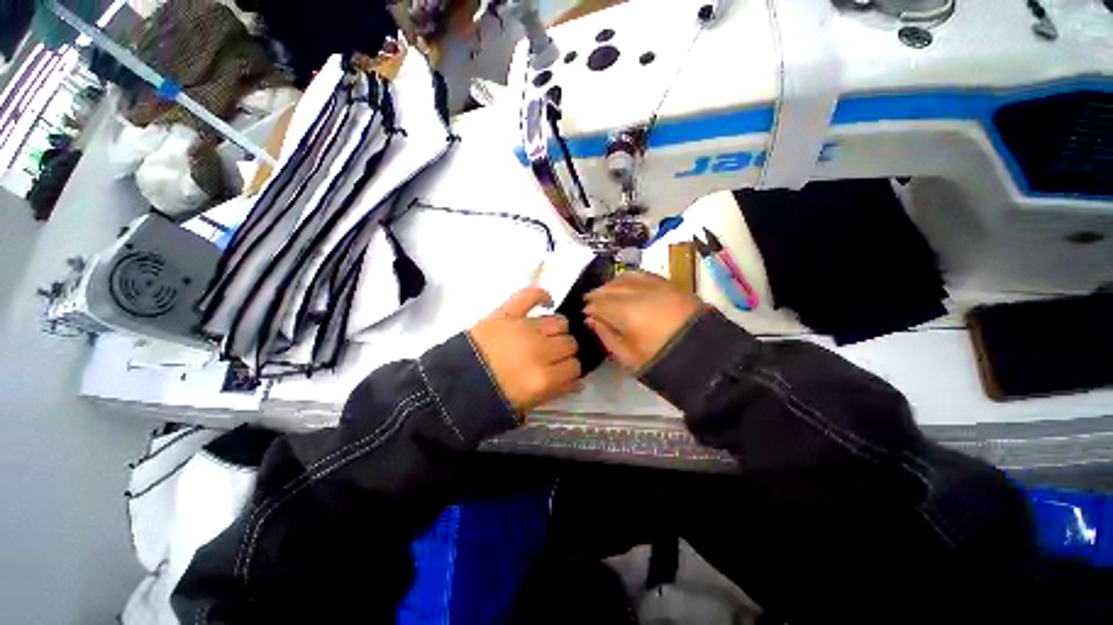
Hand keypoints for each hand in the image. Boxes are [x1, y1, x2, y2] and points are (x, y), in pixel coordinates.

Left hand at [469, 287, 582, 414]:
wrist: (452, 384)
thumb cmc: (491, 398)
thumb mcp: (528, 403)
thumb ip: (558, 391)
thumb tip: (580, 382)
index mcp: (543, 378)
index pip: (574, 367)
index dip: (571, 370)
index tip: (563, 371)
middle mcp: (539, 350)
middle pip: (569, 344)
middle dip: (564, 352)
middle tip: (551, 356)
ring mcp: (523, 328)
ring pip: (559, 322)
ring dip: (557, 331)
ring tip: (546, 336)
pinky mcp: (507, 313)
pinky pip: (530, 295)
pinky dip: (542, 295)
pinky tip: (547, 302)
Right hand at [584, 271, 703, 370]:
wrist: (705, 357)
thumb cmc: (661, 361)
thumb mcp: (627, 357)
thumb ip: (606, 336)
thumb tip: (591, 320)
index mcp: (626, 312)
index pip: (599, 303)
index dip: (590, 308)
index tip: (586, 313)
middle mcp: (639, 293)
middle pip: (610, 288)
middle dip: (597, 294)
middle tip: (591, 302)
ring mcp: (655, 286)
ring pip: (625, 278)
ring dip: (612, 284)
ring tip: (606, 293)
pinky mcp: (669, 284)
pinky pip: (643, 275)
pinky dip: (629, 278)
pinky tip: (626, 284)